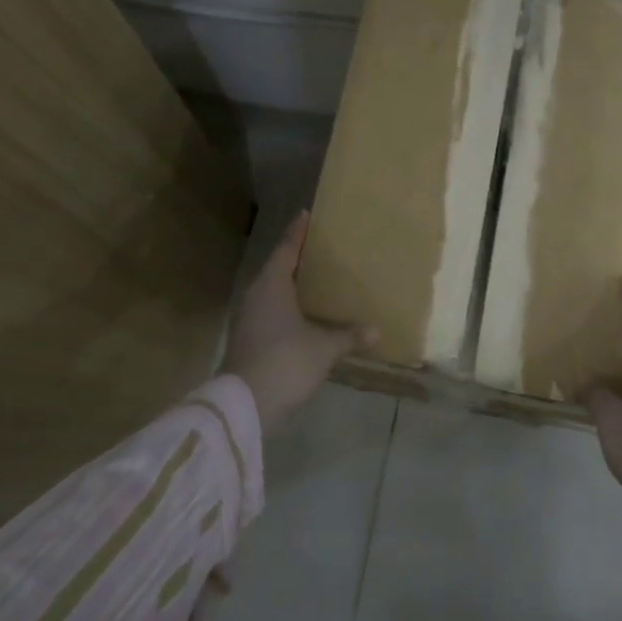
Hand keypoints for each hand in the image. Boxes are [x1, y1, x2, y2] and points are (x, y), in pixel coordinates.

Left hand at [221, 212, 374, 433]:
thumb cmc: (286, 361)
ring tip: (316, 280)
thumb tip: (377, 331)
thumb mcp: (324, 348)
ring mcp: (248, 318)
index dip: (297, 232)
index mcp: (272, 284)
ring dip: (292, 285)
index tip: (306, 214)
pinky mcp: (247, 339)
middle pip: (277, 268)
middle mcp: (256, 295)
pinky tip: (304, 315)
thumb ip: (349, 336)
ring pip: (272, 291)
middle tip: (320, 248)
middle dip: (297, 258)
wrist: (245, 405)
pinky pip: (270, 311)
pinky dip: (287, 307)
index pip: (286, 248)